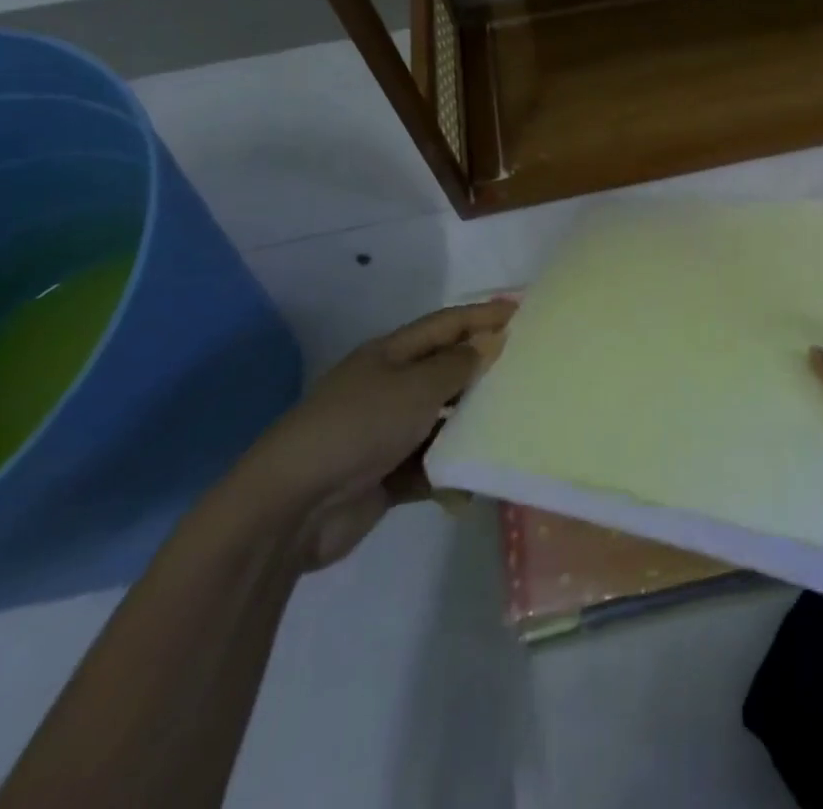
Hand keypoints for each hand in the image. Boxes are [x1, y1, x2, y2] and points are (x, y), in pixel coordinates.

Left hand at [228, 299, 515, 570]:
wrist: (291, 507)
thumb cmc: (358, 427)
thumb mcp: (415, 387)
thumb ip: (458, 365)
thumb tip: (491, 343)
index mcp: (391, 355)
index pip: (447, 324)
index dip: (484, 316)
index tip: (525, 314)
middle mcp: (390, 388)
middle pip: (447, 371)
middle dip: (485, 371)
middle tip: (531, 373)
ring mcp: (387, 433)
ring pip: (443, 421)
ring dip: (472, 426)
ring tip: (516, 427)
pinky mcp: (387, 476)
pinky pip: (431, 466)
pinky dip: (452, 473)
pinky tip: (476, 483)